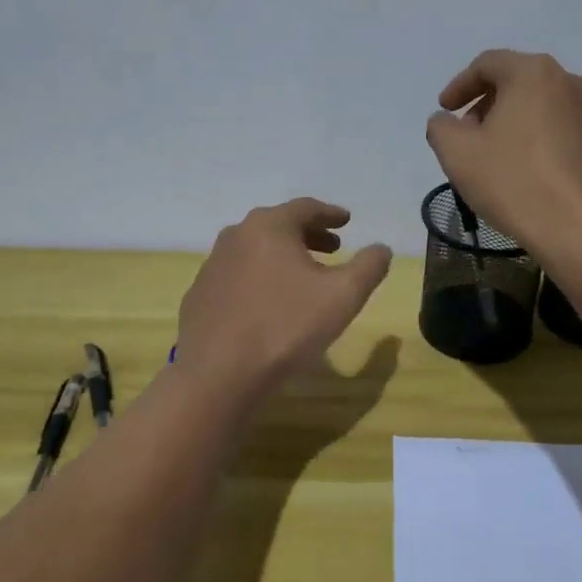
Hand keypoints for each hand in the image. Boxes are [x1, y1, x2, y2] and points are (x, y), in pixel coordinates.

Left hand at [177, 199, 392, 398]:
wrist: (218, 373)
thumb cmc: (286, 326)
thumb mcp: (343, 296)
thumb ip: (369, 267)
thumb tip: (381, 249)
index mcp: (269, 226)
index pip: (305, 208)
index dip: (331, 214)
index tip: (347, 221)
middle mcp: (236, 236)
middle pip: (278, 225)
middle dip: (309, 234)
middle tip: (333, 248)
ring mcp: (212, 265)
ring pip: (256, 250)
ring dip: (283, 256)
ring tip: (304, 276)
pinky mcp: (200, 294)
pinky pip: (238, 275)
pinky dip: (260, 277)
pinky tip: (270, 302)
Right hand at [425, 49, 581, 263]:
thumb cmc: (515, 183)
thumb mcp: (458, 155)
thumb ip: (441, 128)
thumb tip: (446, 120)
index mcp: (533, 74)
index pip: (488, 64)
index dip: (459, 85)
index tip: (445, 110)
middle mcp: (569, 82)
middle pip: (518, 82)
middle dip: (487, 104)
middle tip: (468, 135)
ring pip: (543, 108)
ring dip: (515, 124)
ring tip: (497, 157)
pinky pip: (563, 132)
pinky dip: (540, 142)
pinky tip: (529, 174)